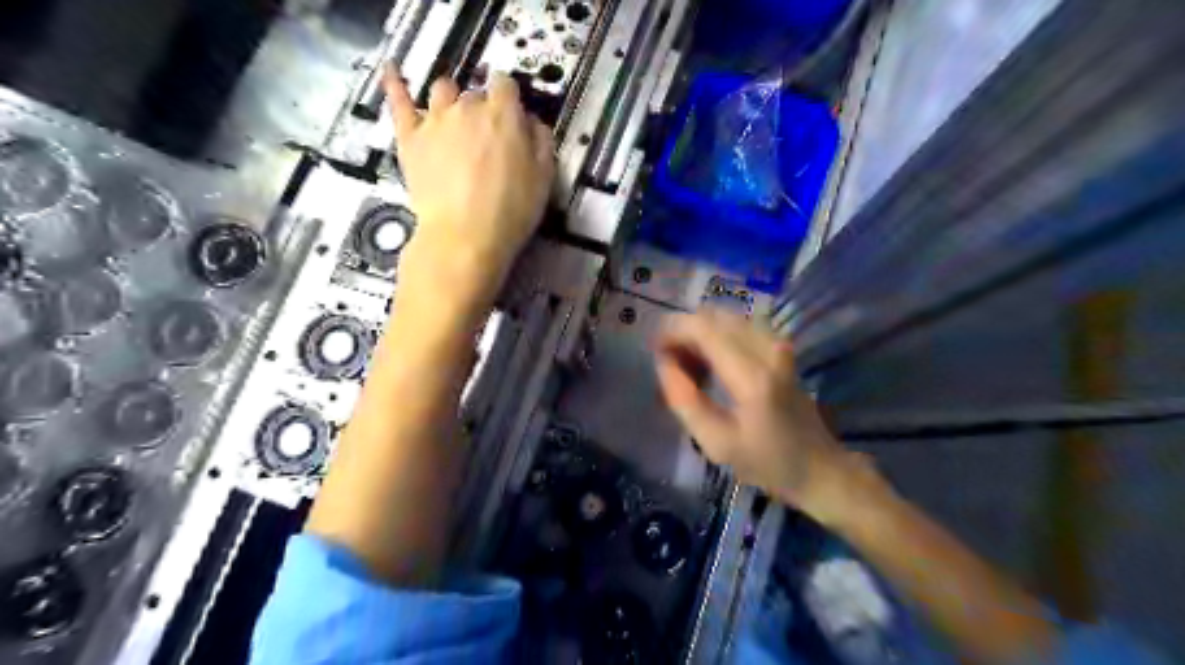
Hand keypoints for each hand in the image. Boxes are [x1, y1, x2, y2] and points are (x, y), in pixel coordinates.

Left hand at [385, 68, 561, 294]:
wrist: (464, 237)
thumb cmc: (509, 212)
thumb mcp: (543, 179)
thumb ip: (541, 141)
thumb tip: (531, 121)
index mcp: (504, 115)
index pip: (506, 85)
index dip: (510, 98)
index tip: (512, 115)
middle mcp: (468, 108)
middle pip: (476, 93)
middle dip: (483, 108)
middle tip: (488, 138)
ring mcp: (434, 120)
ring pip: (443, 90)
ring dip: (452, 99)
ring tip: (456, 118)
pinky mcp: (409, 138)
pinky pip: (398, 101)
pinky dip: (395, 83)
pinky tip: (393, 71)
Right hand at [658, 308, 868, 520]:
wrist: (819, 467)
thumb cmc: (766, 462)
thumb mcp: (716, 443)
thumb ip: (684, 400)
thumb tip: (664, 363)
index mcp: (752, 376)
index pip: (703, 328)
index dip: (672, 332)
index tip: (655, 353)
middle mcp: (768, 349)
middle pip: (713, 317)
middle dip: (684, 333)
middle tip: (670, 365)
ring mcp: (778, 345)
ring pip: (724, 319)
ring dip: (700, 336)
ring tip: (689, 368)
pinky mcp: (781, 347)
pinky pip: (738, 327)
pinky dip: (717, 338)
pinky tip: (711, 366)